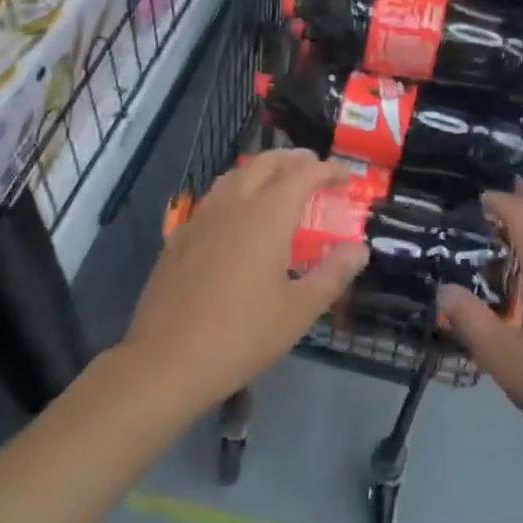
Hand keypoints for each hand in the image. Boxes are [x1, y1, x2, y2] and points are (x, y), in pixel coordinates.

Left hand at [122, 150, 368, 413]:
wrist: (164, 362)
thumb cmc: (240, 336)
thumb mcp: (298, 311)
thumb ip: (332, 274)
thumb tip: (359, 249)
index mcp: (267, 214)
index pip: (303, 173)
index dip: (328, 169)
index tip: (346, 177)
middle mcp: (235, 203)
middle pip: (267, 162)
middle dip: (295, 160)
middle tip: (316, 171)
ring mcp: (203, 216)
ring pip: (237, 174)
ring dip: (264, 169)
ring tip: (280, 184)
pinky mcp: (181, 235)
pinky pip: (215, 196)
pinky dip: (238, 190)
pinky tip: (239, 216)